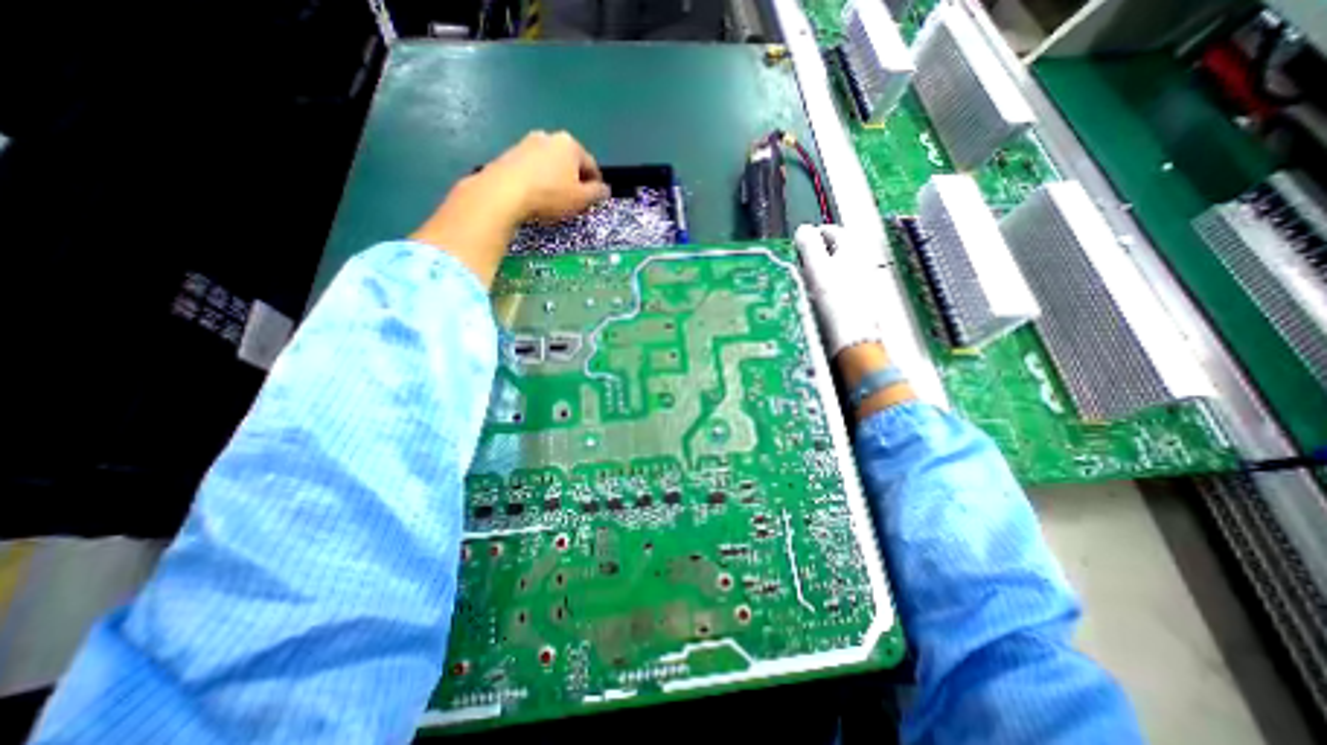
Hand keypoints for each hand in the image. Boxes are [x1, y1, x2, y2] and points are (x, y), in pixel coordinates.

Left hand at [414, 130, 607, 288]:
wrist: (504, 192)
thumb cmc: (549, 195)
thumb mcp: (580, 199)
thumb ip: (597, 193)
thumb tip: (605, 189)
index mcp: (570, 144)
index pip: (591, 165)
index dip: (596, 184)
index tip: (594, 199)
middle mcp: (549, 137)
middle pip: (569, 162)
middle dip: (574, 180)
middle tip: (574, 201)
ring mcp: (526, 143)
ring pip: (550, 164)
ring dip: (555, 179)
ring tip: (554, 201)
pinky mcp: (510, 154)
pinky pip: (532, 168)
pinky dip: (538, 180)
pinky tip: (535, 197)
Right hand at [790, 224, 884, 357]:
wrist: (854, 339)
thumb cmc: (836, 302)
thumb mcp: (816, 268)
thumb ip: (808, 245)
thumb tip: (803, 230)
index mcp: (853, 247)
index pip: (830, 230)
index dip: (810, 237)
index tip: (797, 249)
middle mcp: (863, 260)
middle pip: (835, 249)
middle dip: (816, 256)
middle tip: (800, 268)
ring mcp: (864, 281)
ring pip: (837, 268)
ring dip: (821, 273)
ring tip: (807, 286)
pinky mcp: (860, 300)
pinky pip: (840, 286)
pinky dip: (828, 288)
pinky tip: (820, 302)